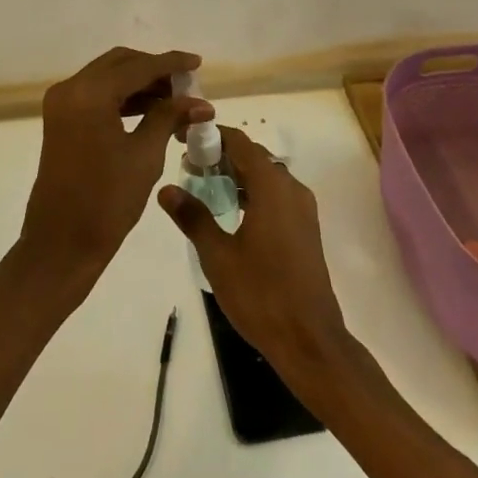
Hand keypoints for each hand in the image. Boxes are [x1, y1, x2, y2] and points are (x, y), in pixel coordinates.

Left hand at [20, 47, 209, 286]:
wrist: (62, 244)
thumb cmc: (107, 201)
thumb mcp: (145, 155)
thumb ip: (169, 118)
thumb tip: (200, 102)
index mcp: (90, 93)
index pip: (138, 66)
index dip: (171, 63)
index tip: (198, 62)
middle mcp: (71, 88)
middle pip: (120, 63)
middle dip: (155, 70)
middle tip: (186, 86)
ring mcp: (62, 103)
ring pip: (108, 77)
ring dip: (140, 83)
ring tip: (175, 100)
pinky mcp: (61, 119)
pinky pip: (97, 94)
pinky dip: (123, 97)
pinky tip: (151, 110)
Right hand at [158, 127, 350, 375]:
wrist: (310, 341)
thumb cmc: (261, 294)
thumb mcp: (218, 256)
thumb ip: (193, 217)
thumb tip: (166, 189)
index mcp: (271, 186)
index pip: (238, 142)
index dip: (210, 136)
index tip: (183, 139)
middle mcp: (291, 188)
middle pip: (253, 156)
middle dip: (220, 156)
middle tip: (188, 168)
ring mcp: (302, 208)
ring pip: (265, 176)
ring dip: (236, 175)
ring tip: (203, 188)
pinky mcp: (305, 228)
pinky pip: (275, 195)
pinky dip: (252, 192)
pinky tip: (231, 213)